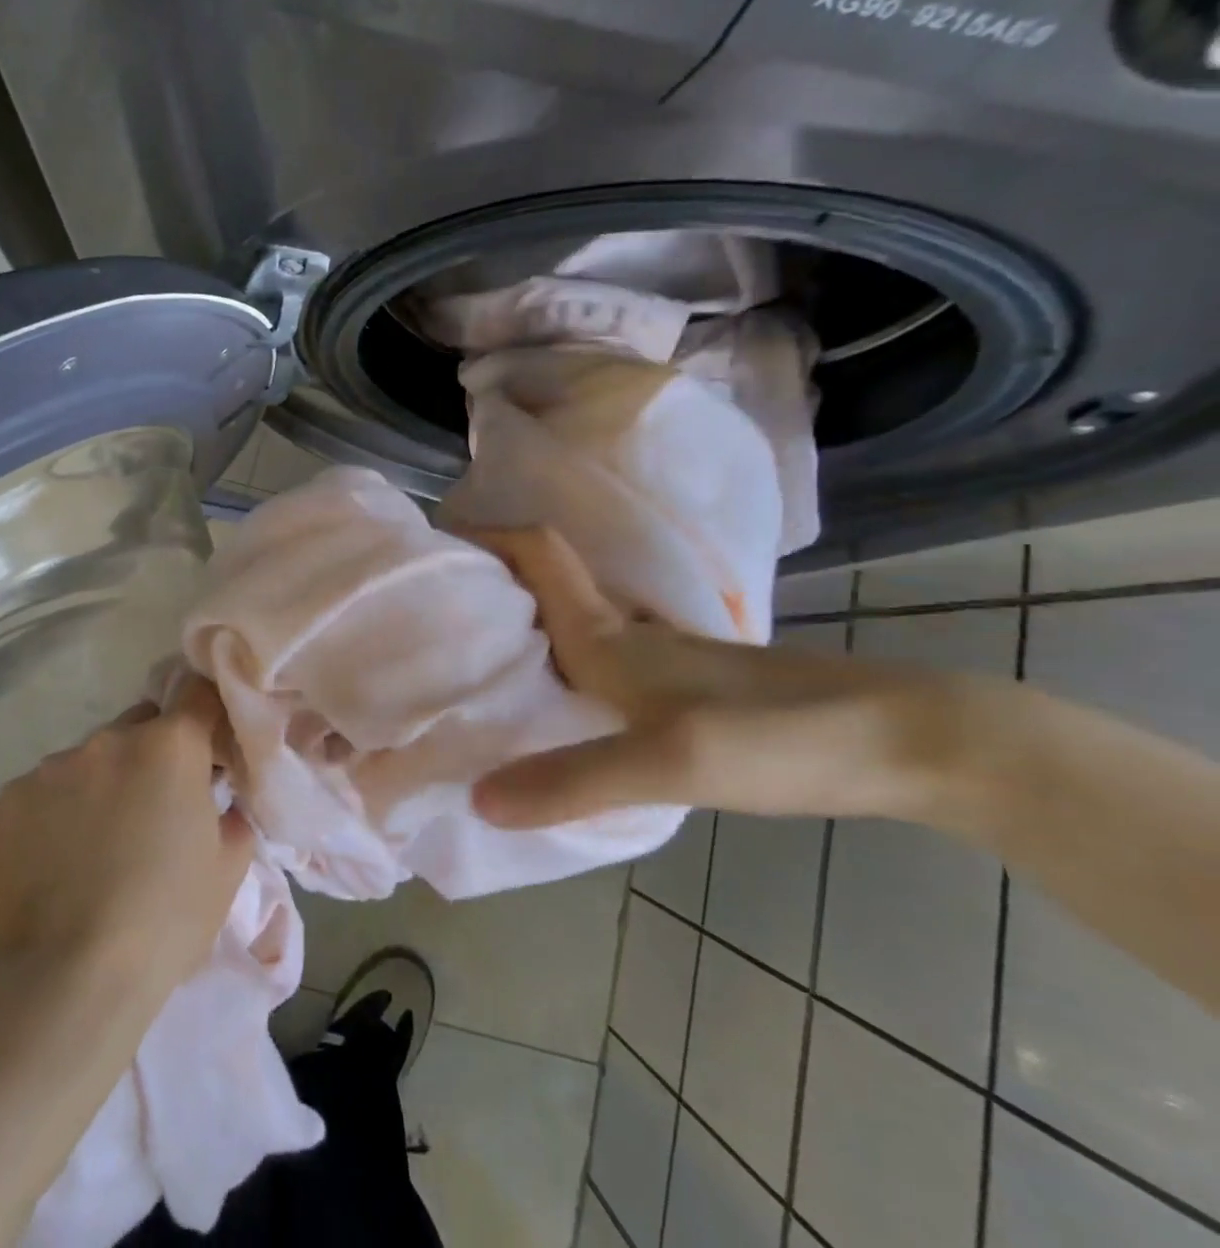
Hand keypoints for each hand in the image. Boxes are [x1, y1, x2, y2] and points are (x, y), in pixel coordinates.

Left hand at [0, 678, 254, 992]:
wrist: (69, 976)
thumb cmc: (165, 920)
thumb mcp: (227, 870)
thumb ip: (232, 816)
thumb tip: (221, 800)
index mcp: (171, 746)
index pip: (197, 694)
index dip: (206, 717)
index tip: (207, 752)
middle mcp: (111, 738)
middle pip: (142, 724)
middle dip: (153, 753)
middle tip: (152, 810)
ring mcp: (56, 764)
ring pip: (91, 757)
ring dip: (102, 782)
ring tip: (96, 843)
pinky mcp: (11, 795)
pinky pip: (47, 787)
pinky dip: (57, 809)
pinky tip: (56, 857)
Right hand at [463, 527, 995, 831]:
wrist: (907, 742)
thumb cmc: (780, 735)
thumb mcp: (672, 762)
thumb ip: (574, 779)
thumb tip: (477, 798)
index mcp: (609, 635)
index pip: (539, 554)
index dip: (488, 537)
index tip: (436, 545)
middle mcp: (624, 637)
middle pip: (541, 588)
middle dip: (483, 587)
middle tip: (428, 614)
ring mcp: (657, 665)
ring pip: (566, 627)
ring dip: (516, 630)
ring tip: (467, 664)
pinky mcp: (681, 695)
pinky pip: (593, 667)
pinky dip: (554, 672)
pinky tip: (547, 715)